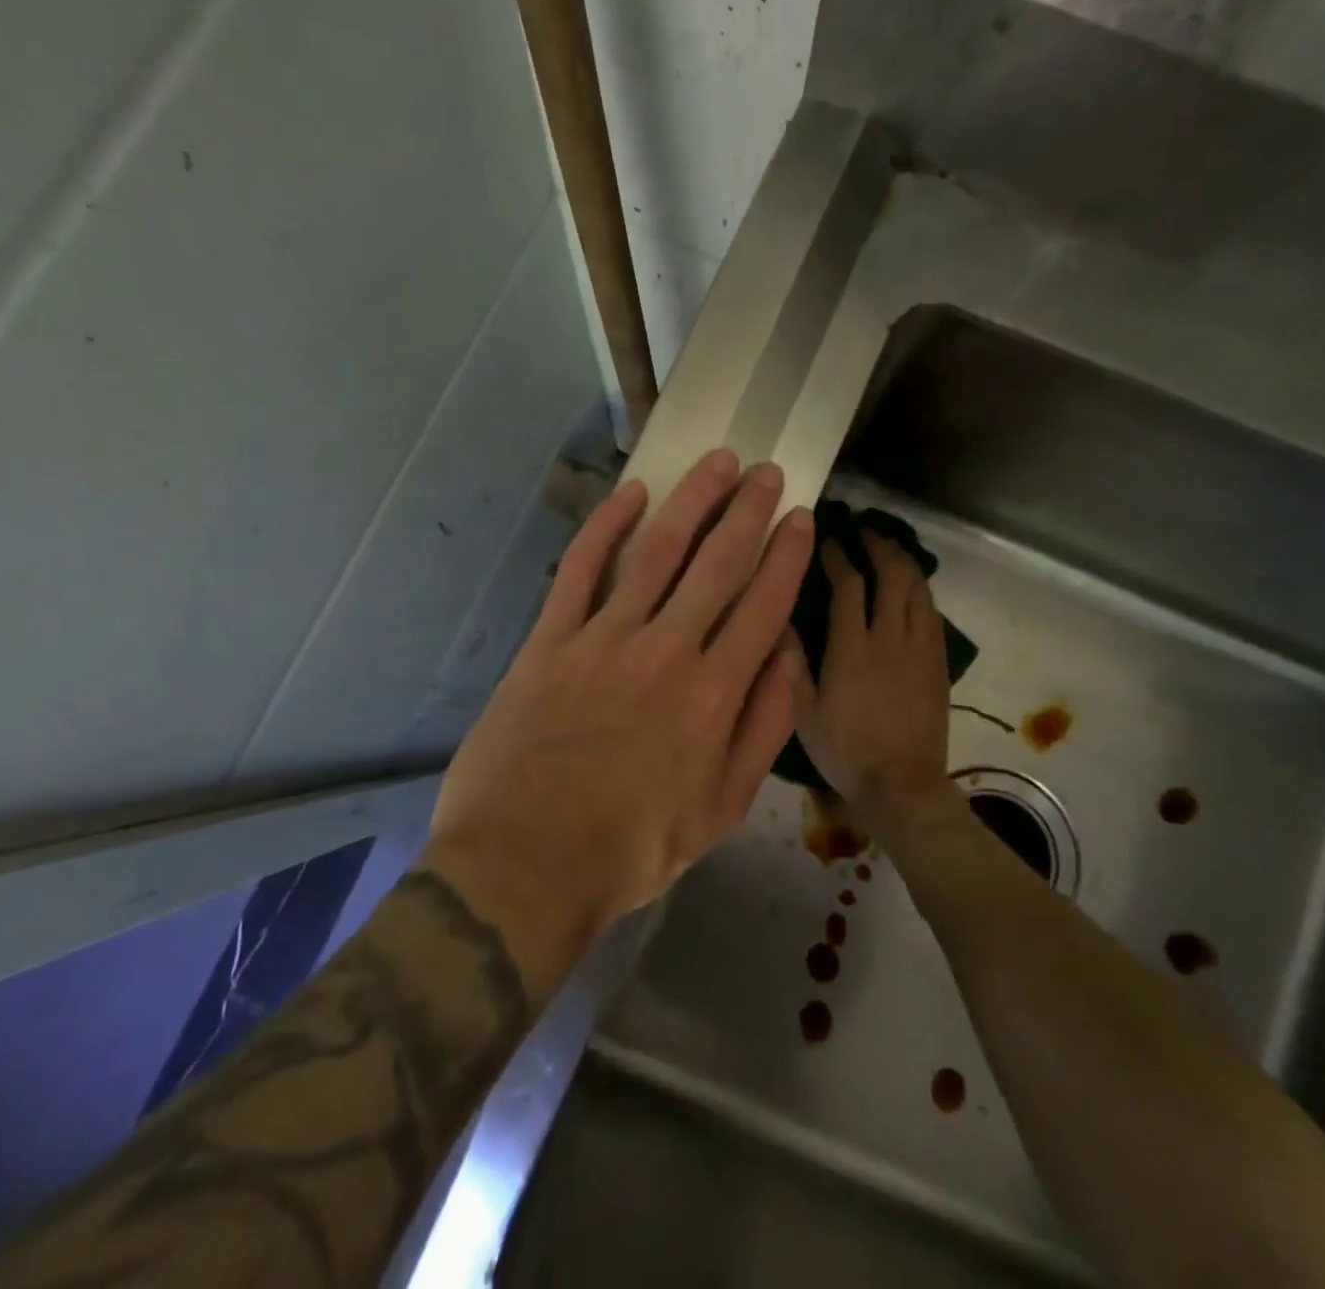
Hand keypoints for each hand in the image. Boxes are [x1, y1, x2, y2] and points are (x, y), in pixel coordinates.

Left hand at [427, 449, 814, 963]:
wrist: (525, 863)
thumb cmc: (632, 847)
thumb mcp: (721, 809)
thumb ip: (762, 730)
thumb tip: (788, 660)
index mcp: (714, 695)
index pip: (764, 605)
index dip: (786, 556)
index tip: (799, 518)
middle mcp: (666, 651)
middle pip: (717, 564)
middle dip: (747, 512)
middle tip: (765, 471)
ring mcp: (603, 638)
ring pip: (656, 551)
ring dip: (691, 501)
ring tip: (717, 463)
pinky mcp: (550, 640)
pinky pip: (580, 568)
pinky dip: (605, 526)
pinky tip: (631, 494)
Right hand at [790, 532, 953, 827]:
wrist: (903, 786)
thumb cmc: (846, 752)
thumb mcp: (804, 715)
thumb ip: (792, 665)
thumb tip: (779, 621)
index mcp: (852, 648)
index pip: (849, 585)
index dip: (839, 557)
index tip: (829, 541)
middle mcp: (890, 638)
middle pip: (893, 576)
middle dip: (880, 547)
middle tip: (865, 532)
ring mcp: (921, 649)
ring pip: (919, 590)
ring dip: (905, 563)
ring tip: (890, 550)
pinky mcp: (939, 664)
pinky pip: (933, 614)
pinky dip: (921, 591)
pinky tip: (912, 590)